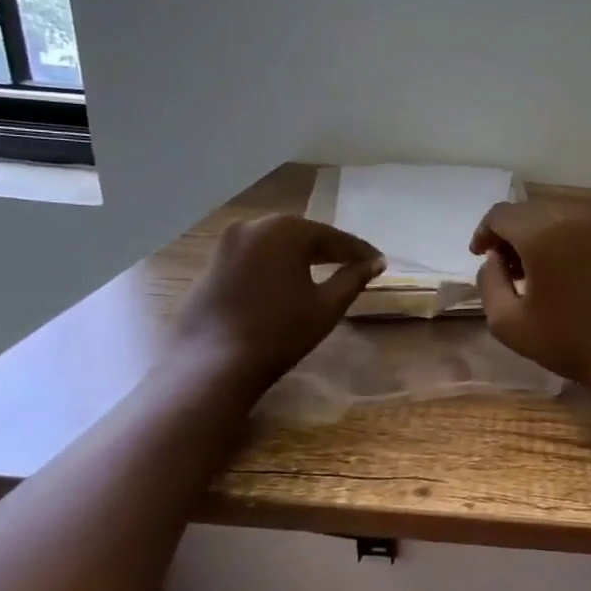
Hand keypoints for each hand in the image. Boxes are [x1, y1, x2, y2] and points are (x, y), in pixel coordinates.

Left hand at [170, 215, 383, 390]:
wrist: (211, 365)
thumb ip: (353, 278)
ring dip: (302, 257)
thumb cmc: (279, 332)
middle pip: (303, 235)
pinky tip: (288, 284)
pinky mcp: (212, 265)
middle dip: (330, 250)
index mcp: (285, 230)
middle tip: (355, 265)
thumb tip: (375, 263)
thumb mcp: (327, 306)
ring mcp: (227, 244)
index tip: (379, 262)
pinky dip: (276, 266)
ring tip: (325, 273)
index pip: (333, 237)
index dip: (359, 251)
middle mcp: (253, 226)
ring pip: (277, 245)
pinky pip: (255, 257)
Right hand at [469, 201, 590, 389]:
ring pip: (554, 213)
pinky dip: (562, 234)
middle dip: (510, 232)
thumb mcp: (507, 322)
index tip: (480, 256)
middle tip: (504, 265)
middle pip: (528, 210)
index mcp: (541, 233)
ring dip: (536, 232)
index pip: (501, 214)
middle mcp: (571, 216)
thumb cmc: (566, 340)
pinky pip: (579, 222)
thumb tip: (494, 260)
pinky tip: (559, 265)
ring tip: (531, 267)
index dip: (485, 233)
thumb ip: (489, 282)